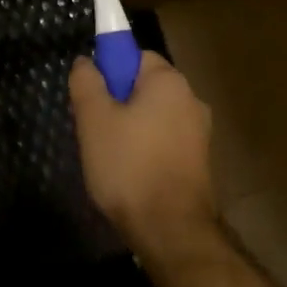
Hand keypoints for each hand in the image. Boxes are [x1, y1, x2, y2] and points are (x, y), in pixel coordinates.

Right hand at [68, 51, 216, 258]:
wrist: (171, 230)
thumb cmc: (129, 166)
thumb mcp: (93, 119)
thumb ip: (86, 82)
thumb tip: (86, 61)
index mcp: (169, 81)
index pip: (135, 56)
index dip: (109, 72)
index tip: (92, 99)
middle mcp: (191, 98)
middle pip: (144, 87)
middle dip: (117, 102)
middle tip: (94, 130)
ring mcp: (200, 132)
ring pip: (154, 116)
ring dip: (131, 128)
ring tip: (109, 157)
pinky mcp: (200, 161)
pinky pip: (165, 140)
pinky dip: (147, 149)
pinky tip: (131, 174)